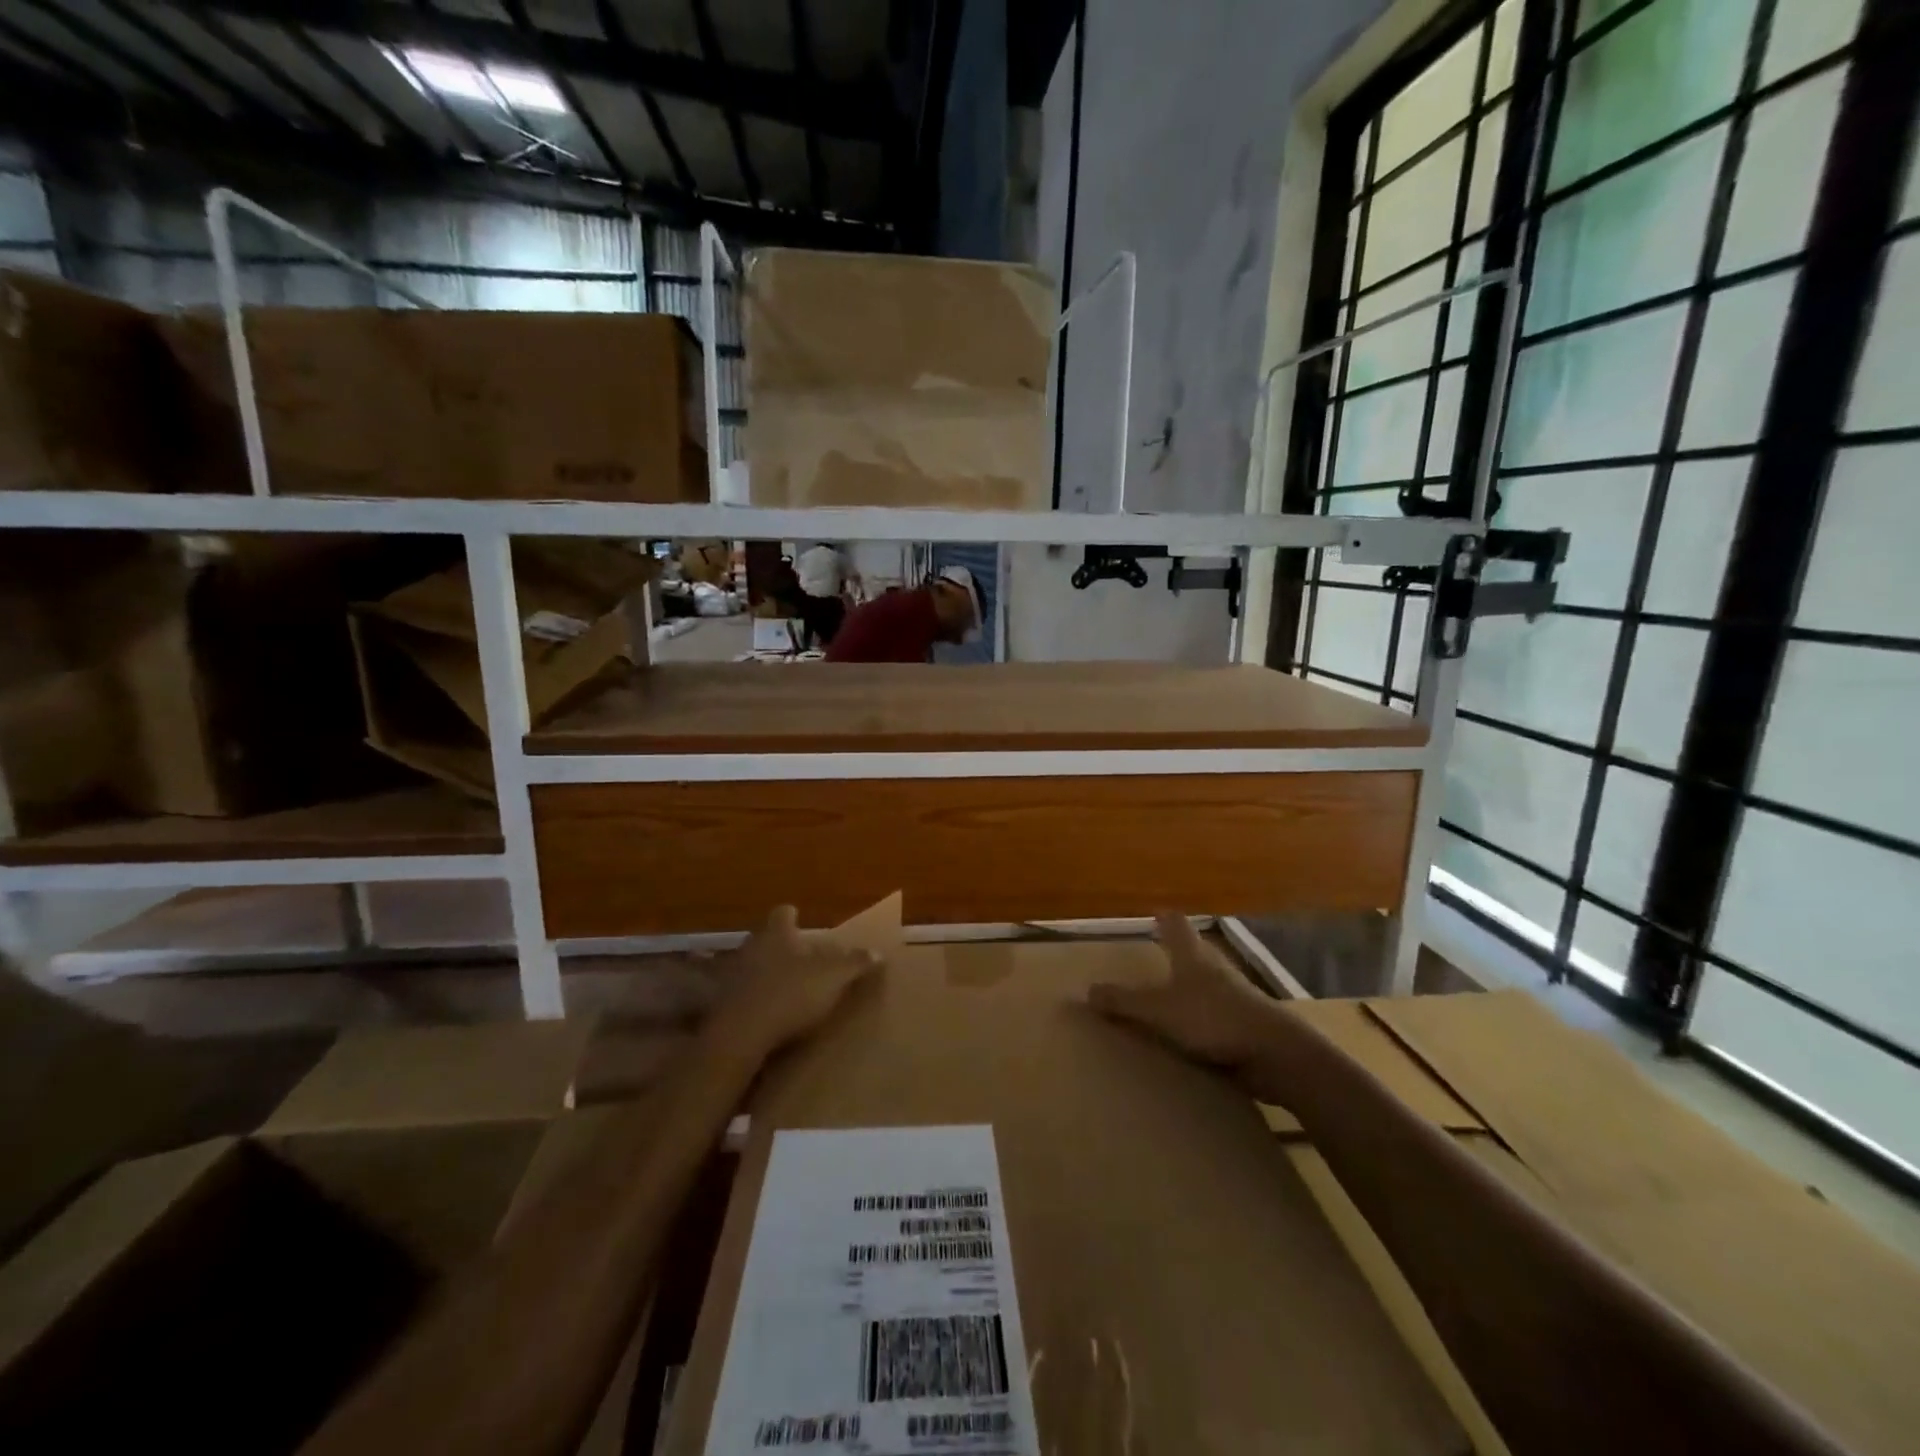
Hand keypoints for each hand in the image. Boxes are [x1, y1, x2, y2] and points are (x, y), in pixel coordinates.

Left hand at [706, 906, 883, 1064]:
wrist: (740, 1034)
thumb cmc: (790, 994)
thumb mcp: (833, 978)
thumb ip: (854, 963)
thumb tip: (877, 952)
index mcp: (777, 934)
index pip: (783, 913)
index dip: (792, 916)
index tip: (800, 920)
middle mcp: (750, 947)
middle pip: (765, 938)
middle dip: (779, 946)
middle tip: (798, 958)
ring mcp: (731, 975)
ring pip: (750, 964)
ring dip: (763, 972)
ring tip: (783, 987)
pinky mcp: (721, 1003)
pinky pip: (740, 992)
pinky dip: (752, 997)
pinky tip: (764, 1011)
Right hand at [1088, 913, 1277, 1070]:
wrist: (1274, 1053)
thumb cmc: (1212, 1018)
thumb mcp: (1158, 1010)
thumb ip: (1124, 1001)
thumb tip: (1088, 990)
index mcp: (1192, 955)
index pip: (1176, 924)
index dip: (1163, 918)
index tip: (1154, 914)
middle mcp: (1214, 968)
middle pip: (1193, 951)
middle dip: (1175, 953)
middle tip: (1153, 957)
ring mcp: (1235, 996)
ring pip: (1207, 982)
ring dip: (1190, 988)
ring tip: (1167, 1000)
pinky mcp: (1246, 1024)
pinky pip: (1217, 1013)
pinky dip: (1203, 1017)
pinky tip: (1190, 1035)